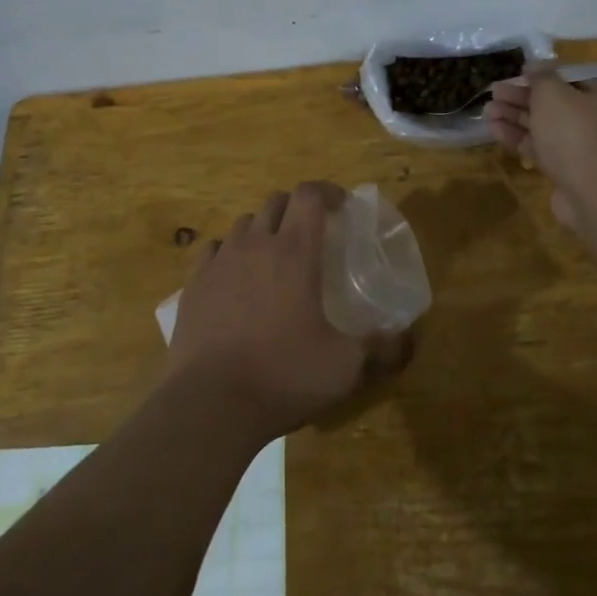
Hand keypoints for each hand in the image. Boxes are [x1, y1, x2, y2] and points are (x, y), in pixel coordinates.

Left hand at [169, 181, 411, 443]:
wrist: (210, 403)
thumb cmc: (284, 375)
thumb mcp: (344, 367)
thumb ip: (379, 348)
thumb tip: (403, 339)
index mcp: (294, 252)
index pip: (309, 195)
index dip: (327, 192)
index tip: (341, 205)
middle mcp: (255, 245)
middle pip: (275, 202)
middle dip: (296, 207)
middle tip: (311, 232)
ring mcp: (219, 262)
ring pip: (243, 224)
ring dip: (263, 229)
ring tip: (274, 256)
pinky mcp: (193, 285)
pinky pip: (214, 250)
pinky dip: (230, 253)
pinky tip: (236, 278)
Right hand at [484, 68, 596, 231]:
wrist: (593, 192)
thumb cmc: (575, 132)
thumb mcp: (553, 94)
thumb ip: (541, 76)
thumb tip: (534, 64)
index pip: (569, 78)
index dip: (540, 75)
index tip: (515, 75)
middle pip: (555, 103)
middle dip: (521, 98)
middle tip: (493, 93)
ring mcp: (584, 147)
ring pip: (545, 127)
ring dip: (515, 118)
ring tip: (487, 112)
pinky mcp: (568, 170)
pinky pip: (541, 149)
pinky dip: (519, 139)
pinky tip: (495, 131)